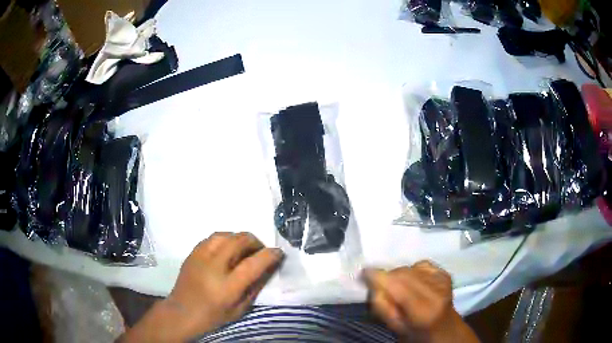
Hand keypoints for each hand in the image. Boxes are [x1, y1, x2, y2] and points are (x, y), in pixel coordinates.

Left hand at [122, 232, 283, 341]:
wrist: (182, 312)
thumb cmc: (214, 315)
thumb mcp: (240, 308)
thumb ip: (256, 286)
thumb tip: (269, 266)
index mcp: (227, 286)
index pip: (253, 264)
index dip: (269, 255)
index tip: (278, 252)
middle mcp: (213, 267)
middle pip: (239, 241)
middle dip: (255, 241)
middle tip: (260, 251)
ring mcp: (200, 257)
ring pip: (225, 234)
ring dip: (239, 238)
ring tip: (243, 249)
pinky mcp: (192, 252)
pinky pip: (212, 237)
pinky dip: (225, 239)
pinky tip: (227, 249)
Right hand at [363, 261, 478, 342]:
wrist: (443, 326)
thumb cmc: (416, 332)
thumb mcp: (395, 327)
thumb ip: (382, 307)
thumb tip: (373, 284)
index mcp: (423, 310)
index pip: (398, 286)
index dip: (379, 276)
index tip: (363, 272)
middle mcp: (436, 291)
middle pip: (403, 274)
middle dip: (387, 277)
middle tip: (382, 288)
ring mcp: (442, 279)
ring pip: (410, 267)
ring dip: (399, 275)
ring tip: (400, 289)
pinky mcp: (444, 273)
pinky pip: (420, 264)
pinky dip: (411, 271)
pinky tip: (414, 282)